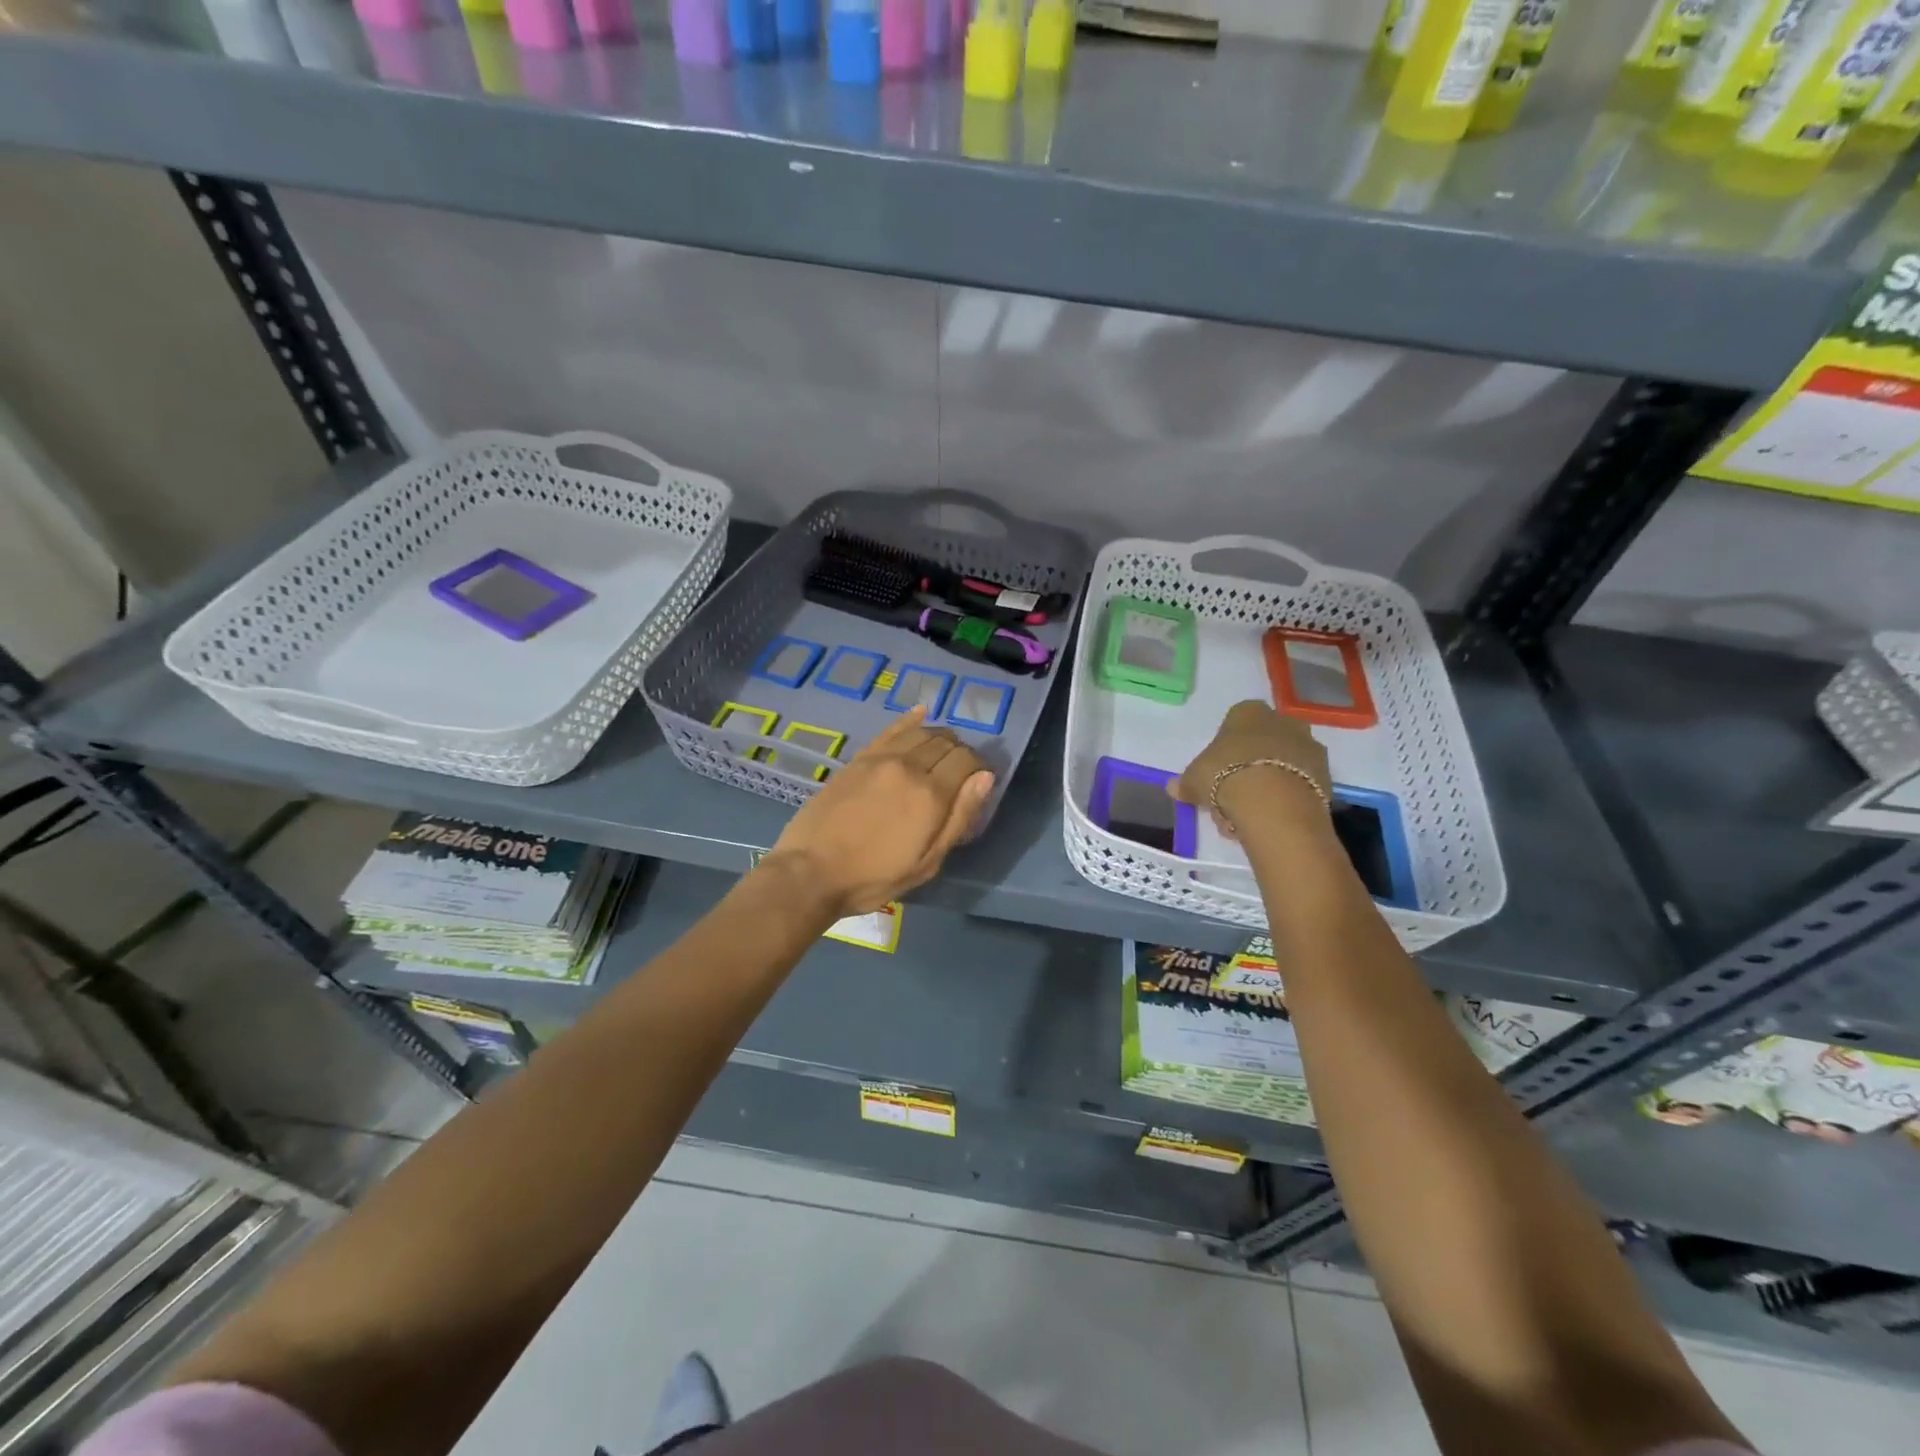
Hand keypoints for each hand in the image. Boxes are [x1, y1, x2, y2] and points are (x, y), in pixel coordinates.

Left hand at [763, 706, 994, 917]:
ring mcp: (881, 758)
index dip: (979, 768)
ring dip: (938, 737)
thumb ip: (959, 818)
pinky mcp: (859, 758)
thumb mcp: (927, 863)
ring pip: (921, 732)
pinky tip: (920, 714)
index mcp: (931, 794)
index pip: (967, 761)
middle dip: (960, 753)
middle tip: (959, 773)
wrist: (811, 872)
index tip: (978, 782)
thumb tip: (984, 778)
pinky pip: (891, 729)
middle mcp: (909, 766)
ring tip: (941, 751)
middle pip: (946, 743)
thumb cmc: (874, 877)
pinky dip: (910, 720)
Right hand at [1171, 699, 1330, 840]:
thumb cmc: (1225, 775)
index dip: (1227, 746)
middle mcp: (1282, 720)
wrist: (1273, 801)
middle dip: (1252, 763)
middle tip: (1234, 793)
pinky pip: (1301, 783)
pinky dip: (1289, 797)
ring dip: (1271, 781)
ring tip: (1253, 811)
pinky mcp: (1327, 774)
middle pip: (1264, 740)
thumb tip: (1173, 787)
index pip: (1236, 721)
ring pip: (1284, 763)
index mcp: (1248, 712)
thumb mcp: (1194, 779)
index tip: (1218, 769)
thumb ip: (1185, 782)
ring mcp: (1309, 745)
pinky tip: (1273, 816)